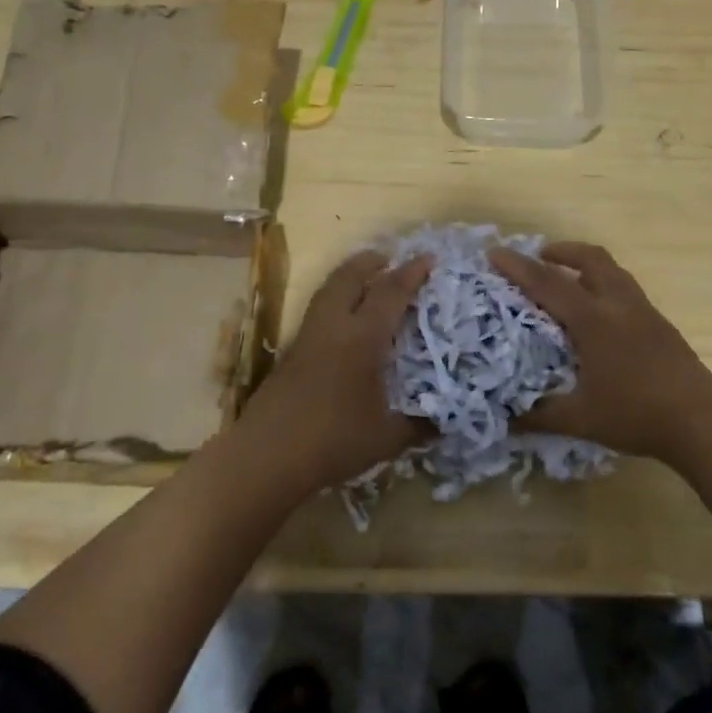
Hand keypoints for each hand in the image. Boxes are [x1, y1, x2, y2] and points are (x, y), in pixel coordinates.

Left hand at [241, 251, 432, 490]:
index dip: (411, 274)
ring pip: (327, 290)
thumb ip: (418, 426)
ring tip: (365, 277)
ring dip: (348, 277)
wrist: (267, 455)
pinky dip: (334, 300)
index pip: (390, 293)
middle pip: (349, 277)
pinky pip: (317, 311)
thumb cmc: (332, 441)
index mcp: (362, 339)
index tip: (428, 258)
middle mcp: (333, 327)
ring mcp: (307, 338)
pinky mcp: (290, 353)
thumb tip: (444, 422)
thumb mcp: (386, 438)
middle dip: (371, 262)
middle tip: (390, 257)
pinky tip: (342, 320)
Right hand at [489, 242, 711, 466]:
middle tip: (538, 258)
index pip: (548, 283)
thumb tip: (503, 417)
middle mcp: (619, 305)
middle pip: (590, 259)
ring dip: (585, 265)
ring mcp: (644, 311)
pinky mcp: (660, 323)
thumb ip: (538, 415)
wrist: (702, 422)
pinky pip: (625, 288)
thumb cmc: (636, 415)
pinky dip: (603, 284)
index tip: (494, 253)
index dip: (518, 267)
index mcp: (594, 320)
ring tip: (567, 278)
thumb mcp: (579, 419)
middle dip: (561, 251)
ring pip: (612, 270)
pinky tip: (598, 314)